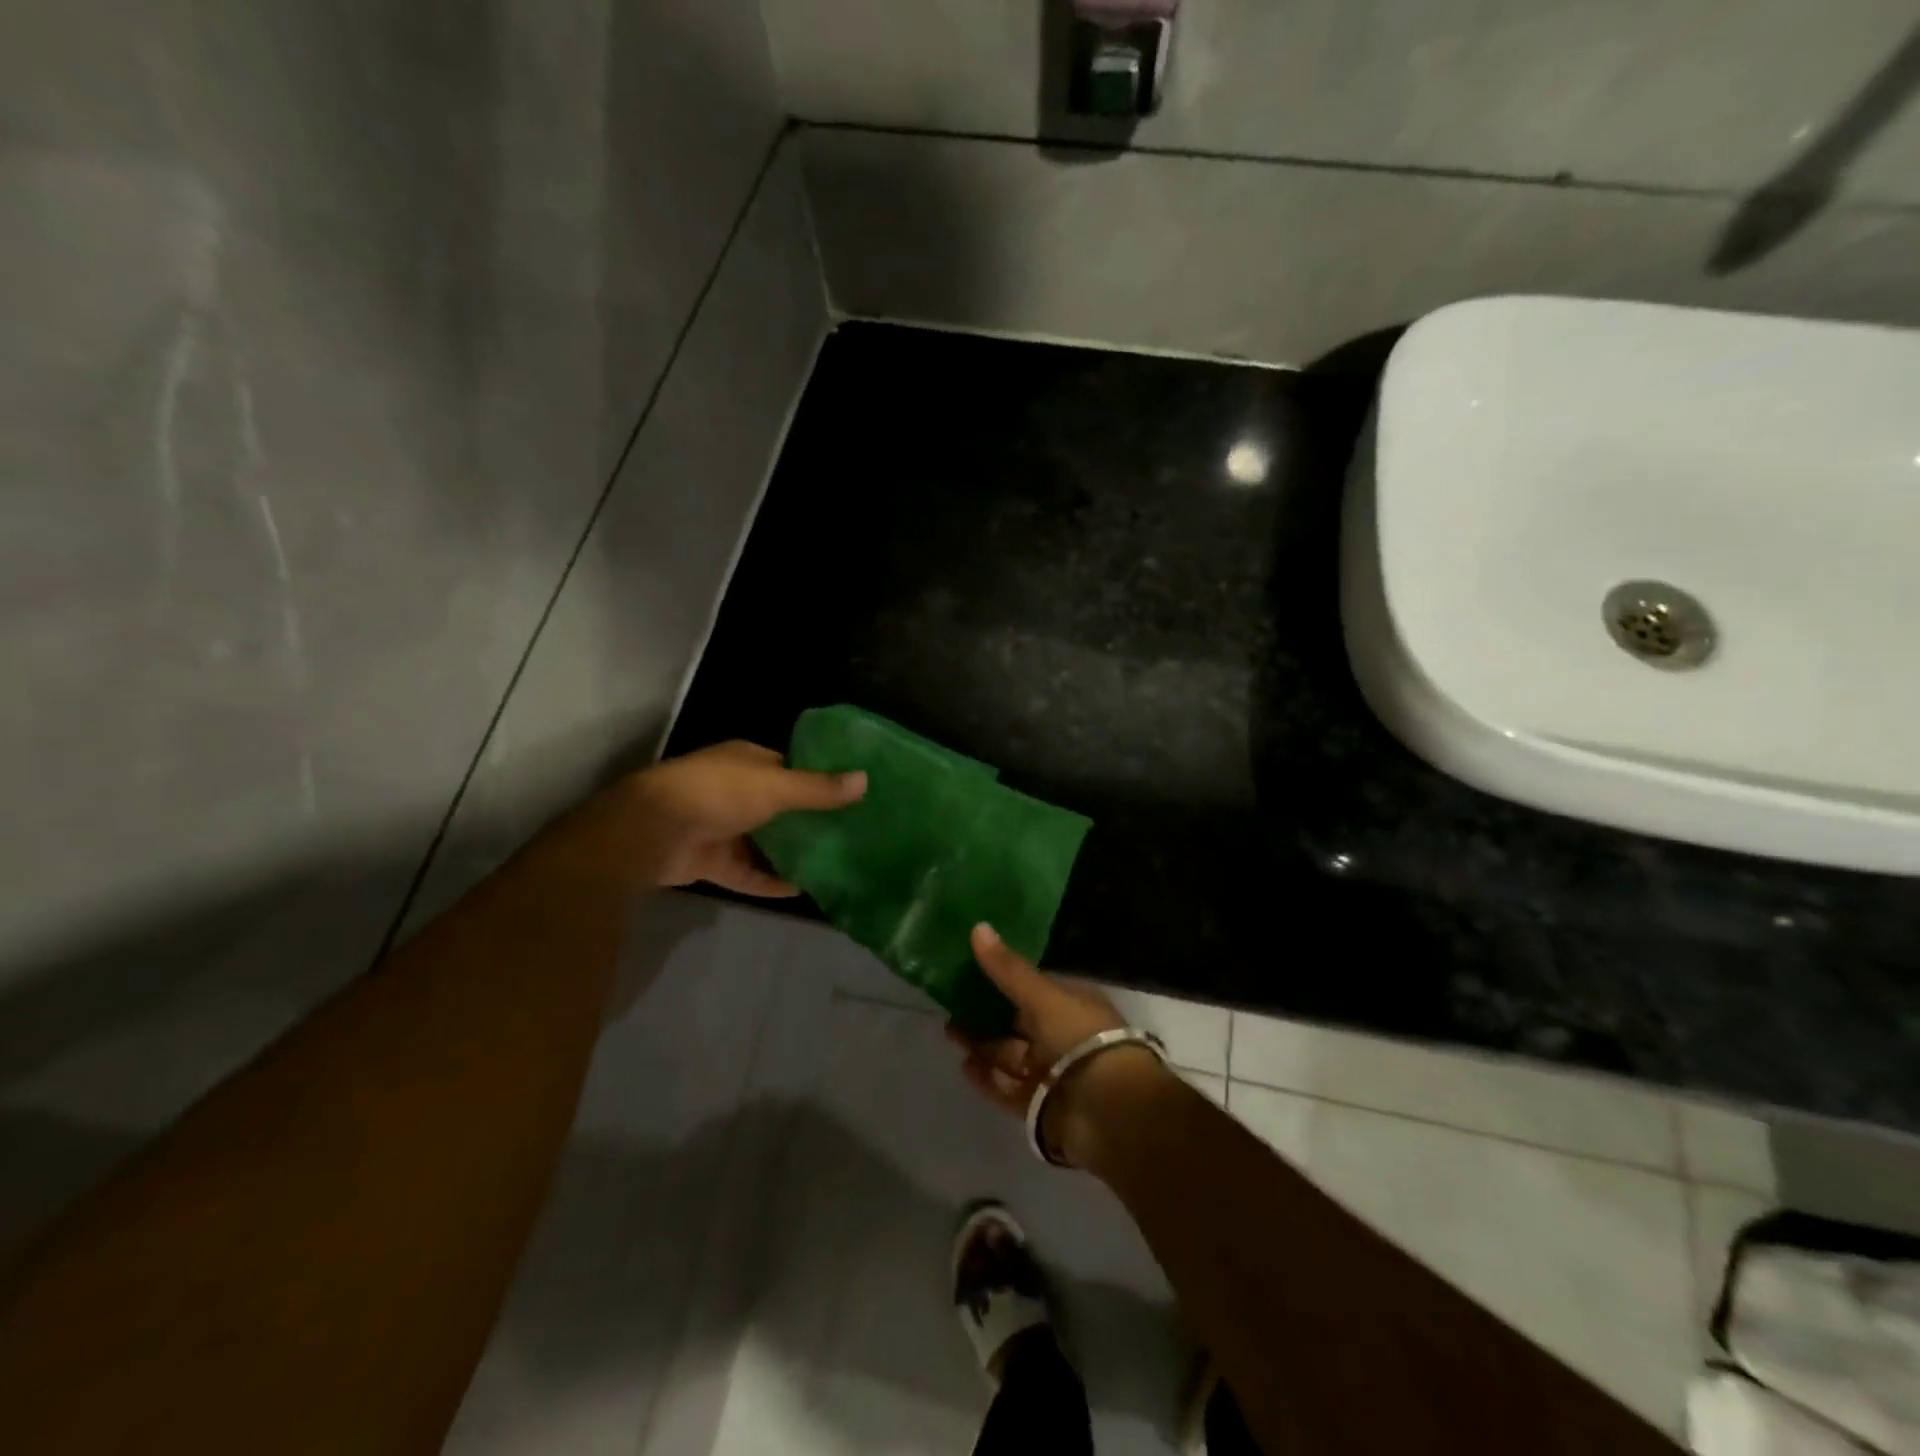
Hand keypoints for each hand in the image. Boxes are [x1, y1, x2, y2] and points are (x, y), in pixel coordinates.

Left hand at [617, 740, 864, 895]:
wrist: (653, 831)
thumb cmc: (718, 793)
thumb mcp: (776, 786)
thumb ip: (819, 789)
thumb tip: (865, 780)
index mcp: (746, 762)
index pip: (790, 767)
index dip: (819, 779)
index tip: (852, 795)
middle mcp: (735, 791)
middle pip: (780, 807)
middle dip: (809, 820)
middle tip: (851, 834)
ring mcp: (721, 827)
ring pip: (764, 841)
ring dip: (791, 853)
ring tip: (833, 864)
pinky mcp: (712, 861)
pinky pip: (748, 872)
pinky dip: (770, 880)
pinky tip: (802, 890)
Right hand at [948, 924, 1173, 1167]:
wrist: (1105, 1108)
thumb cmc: (1078, 1038)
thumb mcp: (1041, 995)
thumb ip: (1007, 968)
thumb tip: (977, 926)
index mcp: (1072, 1005)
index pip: (1034, 987)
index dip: (1005, 978)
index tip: (972, 970)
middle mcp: (1063, 1037)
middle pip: (1019, 1023)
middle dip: (987, 1014)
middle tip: (952, 1004)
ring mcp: (1052, 1073)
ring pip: (1010, 1054)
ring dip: (982, 1044)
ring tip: (950, 1032)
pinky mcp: (1039, 1104)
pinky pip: (1008, 1087)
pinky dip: (987, 1077)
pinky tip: (964, 1065)